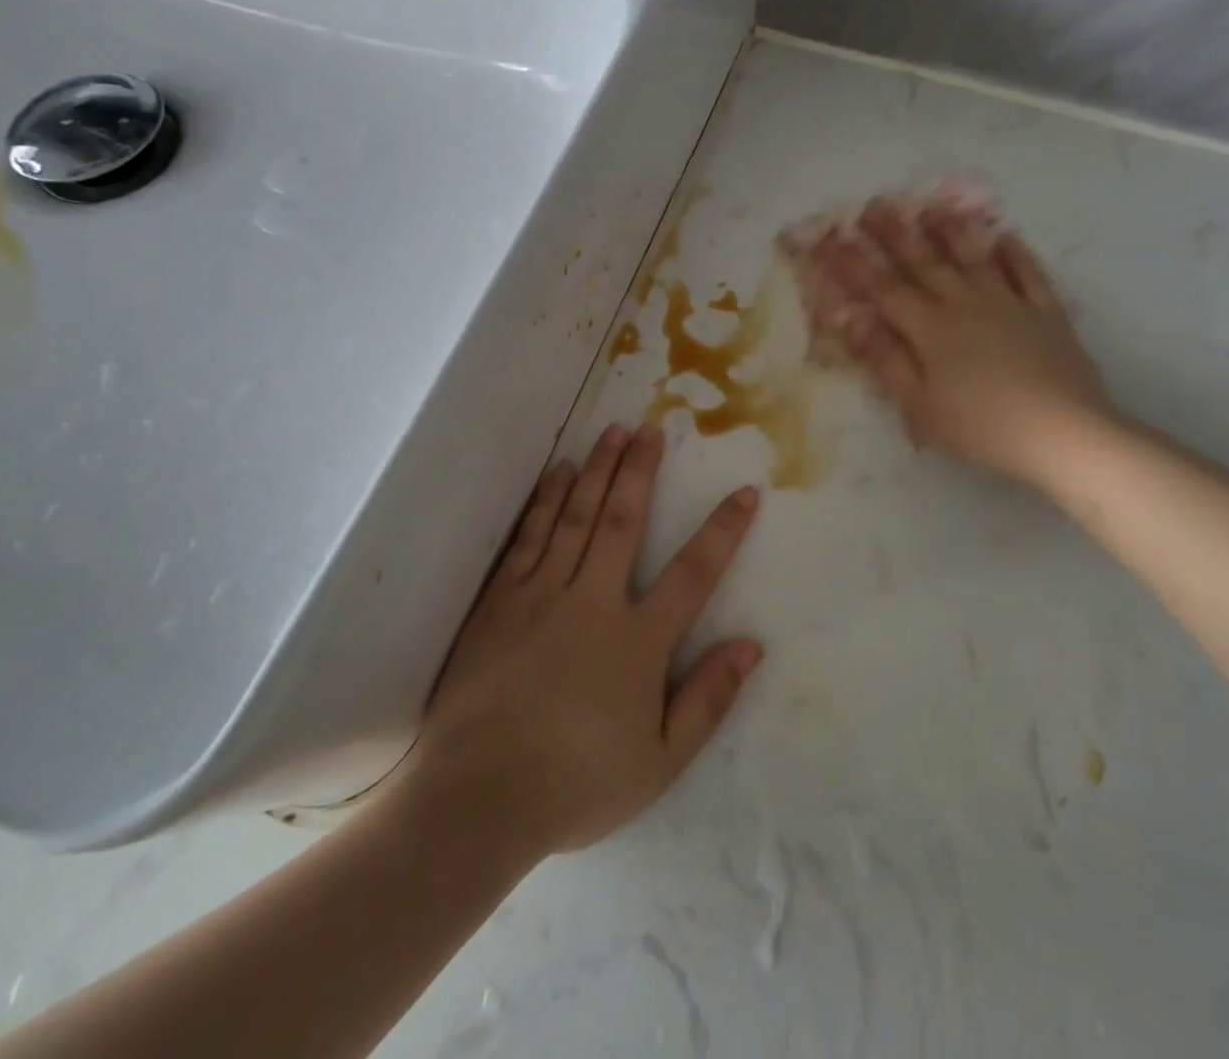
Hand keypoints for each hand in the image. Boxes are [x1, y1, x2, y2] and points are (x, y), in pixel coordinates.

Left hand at [401, 423, 762, 857]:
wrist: (478, 799)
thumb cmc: (576, 784)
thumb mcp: (660, 761)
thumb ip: (707, 700)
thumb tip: (751, 646)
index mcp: (638, 641)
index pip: (694, 573)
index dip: (723, 530)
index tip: (745, 492)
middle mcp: (593, 601)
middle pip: (624, 521)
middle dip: (641, 471)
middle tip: (652, 429)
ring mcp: (541, 595)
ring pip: (576, 516)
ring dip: (598, 471)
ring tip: (613, 432)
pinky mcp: (499, 601)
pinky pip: (529, 538)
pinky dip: (546, 501)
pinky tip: (559, 475)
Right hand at [815, 199, 1116, 486]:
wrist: (1063, 433)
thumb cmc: (982, 427)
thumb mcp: (920, 405)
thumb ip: (886, 360)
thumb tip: (851, 321)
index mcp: (931, 329)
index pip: (883, 289)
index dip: (854, 264)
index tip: (830, 240)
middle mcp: (966, 305)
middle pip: (925, 262)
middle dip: (895, 234)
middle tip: (874, 205)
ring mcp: (1010, 305)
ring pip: (974, 259)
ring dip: (951, 231)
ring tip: (932, 207)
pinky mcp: (1046, 314)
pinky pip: (1028, 275)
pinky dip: (1015, 254)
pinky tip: (1006, 237)